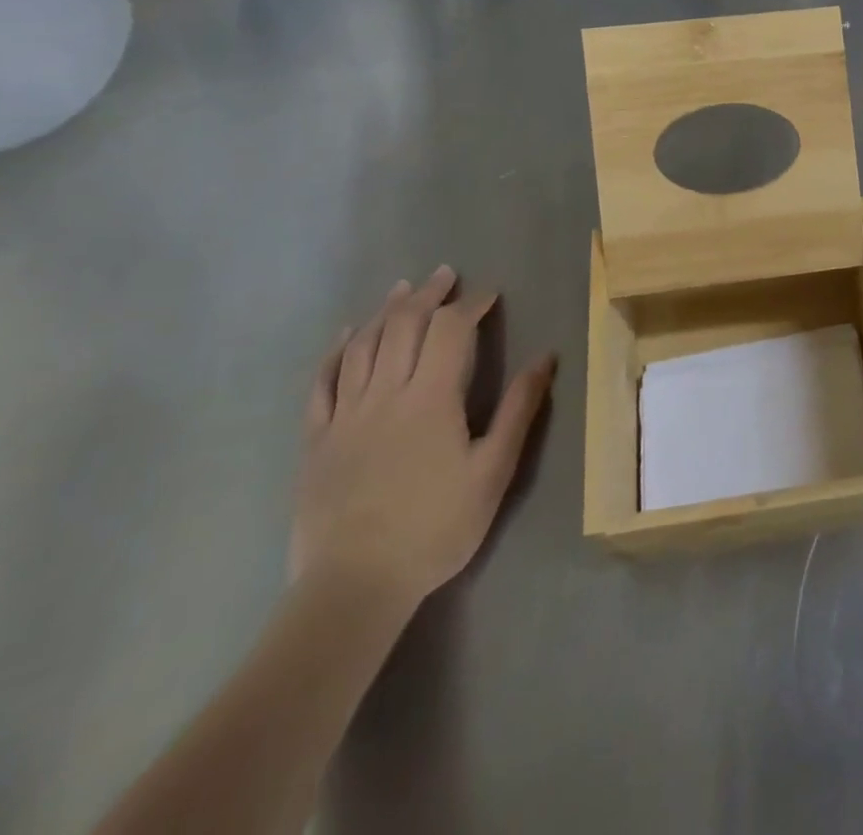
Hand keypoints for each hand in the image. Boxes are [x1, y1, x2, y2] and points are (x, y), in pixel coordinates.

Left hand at [290, 267, 555, 614]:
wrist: (354, 586)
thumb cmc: (436, 527)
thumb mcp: (494, 470)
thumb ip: (519, 409)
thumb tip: (546, 357)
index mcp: (431, 398)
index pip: (452, 330)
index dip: (472, 305)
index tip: (490, 294)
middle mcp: (386, 393)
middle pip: (404, 325)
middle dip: (429, 295)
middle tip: (446, 275)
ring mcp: (345, 415)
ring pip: (363, 345)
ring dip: (385, 311)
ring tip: (403, 289)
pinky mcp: (316, 439)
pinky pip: (322, 382)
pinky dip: (336, 351)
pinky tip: (346, 334)